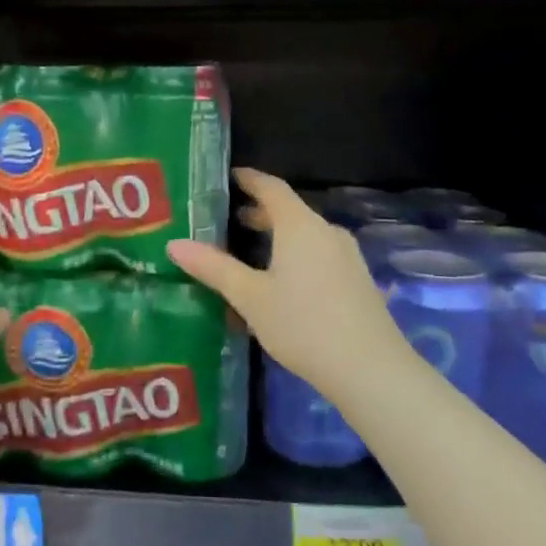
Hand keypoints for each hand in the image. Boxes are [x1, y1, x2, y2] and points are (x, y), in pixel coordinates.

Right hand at [168, 168, 394, 397]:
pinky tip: (282, 281)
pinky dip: (296, 254)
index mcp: (300, 226)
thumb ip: (213, 268)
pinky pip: (320, 253)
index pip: (271, 187)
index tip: (228, 177)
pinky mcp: (357, 280)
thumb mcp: (250, 297)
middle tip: (228, 220)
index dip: (249, 179)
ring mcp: (347, 256)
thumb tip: (174, 244)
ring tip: (249, 251)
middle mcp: (326, 231)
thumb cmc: (303, 324)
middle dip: (259, 212)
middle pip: (289, 211)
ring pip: (306, 234)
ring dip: (278, 236)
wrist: (370, 369)